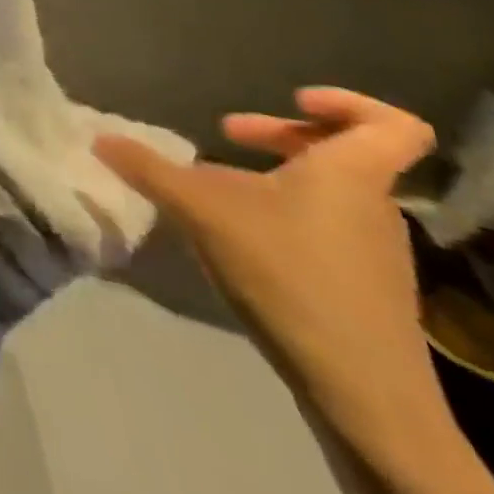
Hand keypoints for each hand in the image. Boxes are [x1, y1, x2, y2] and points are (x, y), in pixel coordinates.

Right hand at [96, 89, 439, 432]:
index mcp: (350, 174)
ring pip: (333, 193)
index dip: (349, 102)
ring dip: (280, 179)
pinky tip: (243, 238)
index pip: (393, 124)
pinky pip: (330, 230)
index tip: (292, 99)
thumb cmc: (289, 274)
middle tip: (230, 133)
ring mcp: (376, 253)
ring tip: (224, 188)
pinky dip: (287, 218)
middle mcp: (374, 207)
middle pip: (347, 154)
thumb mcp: (201, 211)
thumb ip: (149, 170)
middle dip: (283, 135)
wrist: (364, 394)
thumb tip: (100, 138)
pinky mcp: (367, 291)